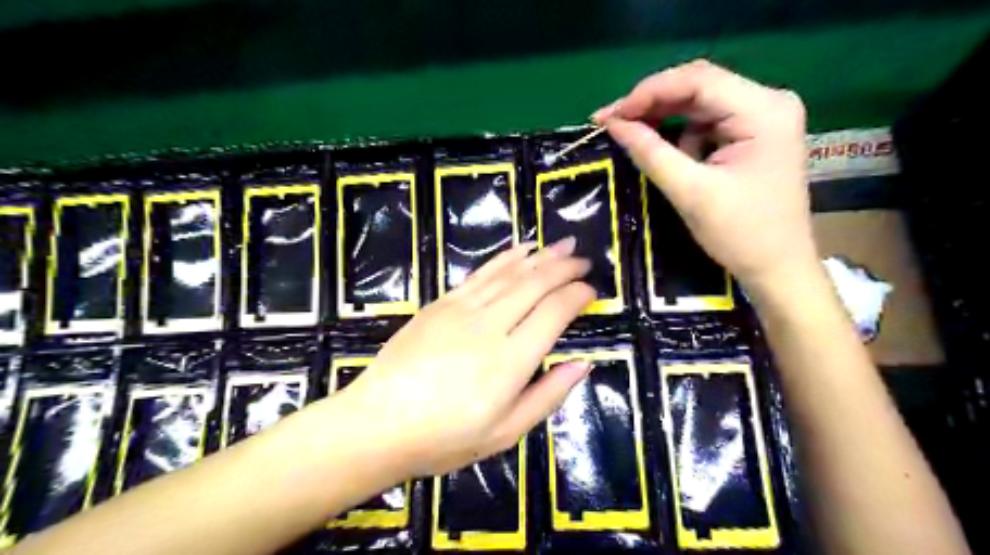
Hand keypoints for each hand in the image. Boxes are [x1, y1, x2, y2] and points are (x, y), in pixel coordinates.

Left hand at [332, 241, 594, 477]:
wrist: (377, 423)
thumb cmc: (444, 438)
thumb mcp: (505, 433)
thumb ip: (547, 396)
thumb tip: (582, 364)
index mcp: (510, 361)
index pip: (554, 312)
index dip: (577, 296)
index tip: (591, 291)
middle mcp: (490, 325)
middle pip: (535, 284)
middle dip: (564, 268)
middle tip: (583, 260)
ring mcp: (461, 309)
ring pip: (509, 273)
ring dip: (540, 256)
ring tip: (563, 245)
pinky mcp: (440, 303)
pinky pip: (480, 274)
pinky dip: (505, 258)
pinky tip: (520, 250)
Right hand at [599, 59, 815, 299]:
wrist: (777, 267)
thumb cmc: (741, 234)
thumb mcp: (690, 192)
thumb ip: (651, 153)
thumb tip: (614, 124)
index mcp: (764, 111)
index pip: (698, 81)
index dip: (648, 92)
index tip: (610, 116)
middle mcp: (768, 103)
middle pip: (699, 87)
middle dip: (652, 103)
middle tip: (611, 123)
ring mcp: (762, 118)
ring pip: (699, 104)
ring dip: (663, 119)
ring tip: (630, 136)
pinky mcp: (753, 135)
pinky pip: (707, 123)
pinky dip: (680, 135)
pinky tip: (665, 153)